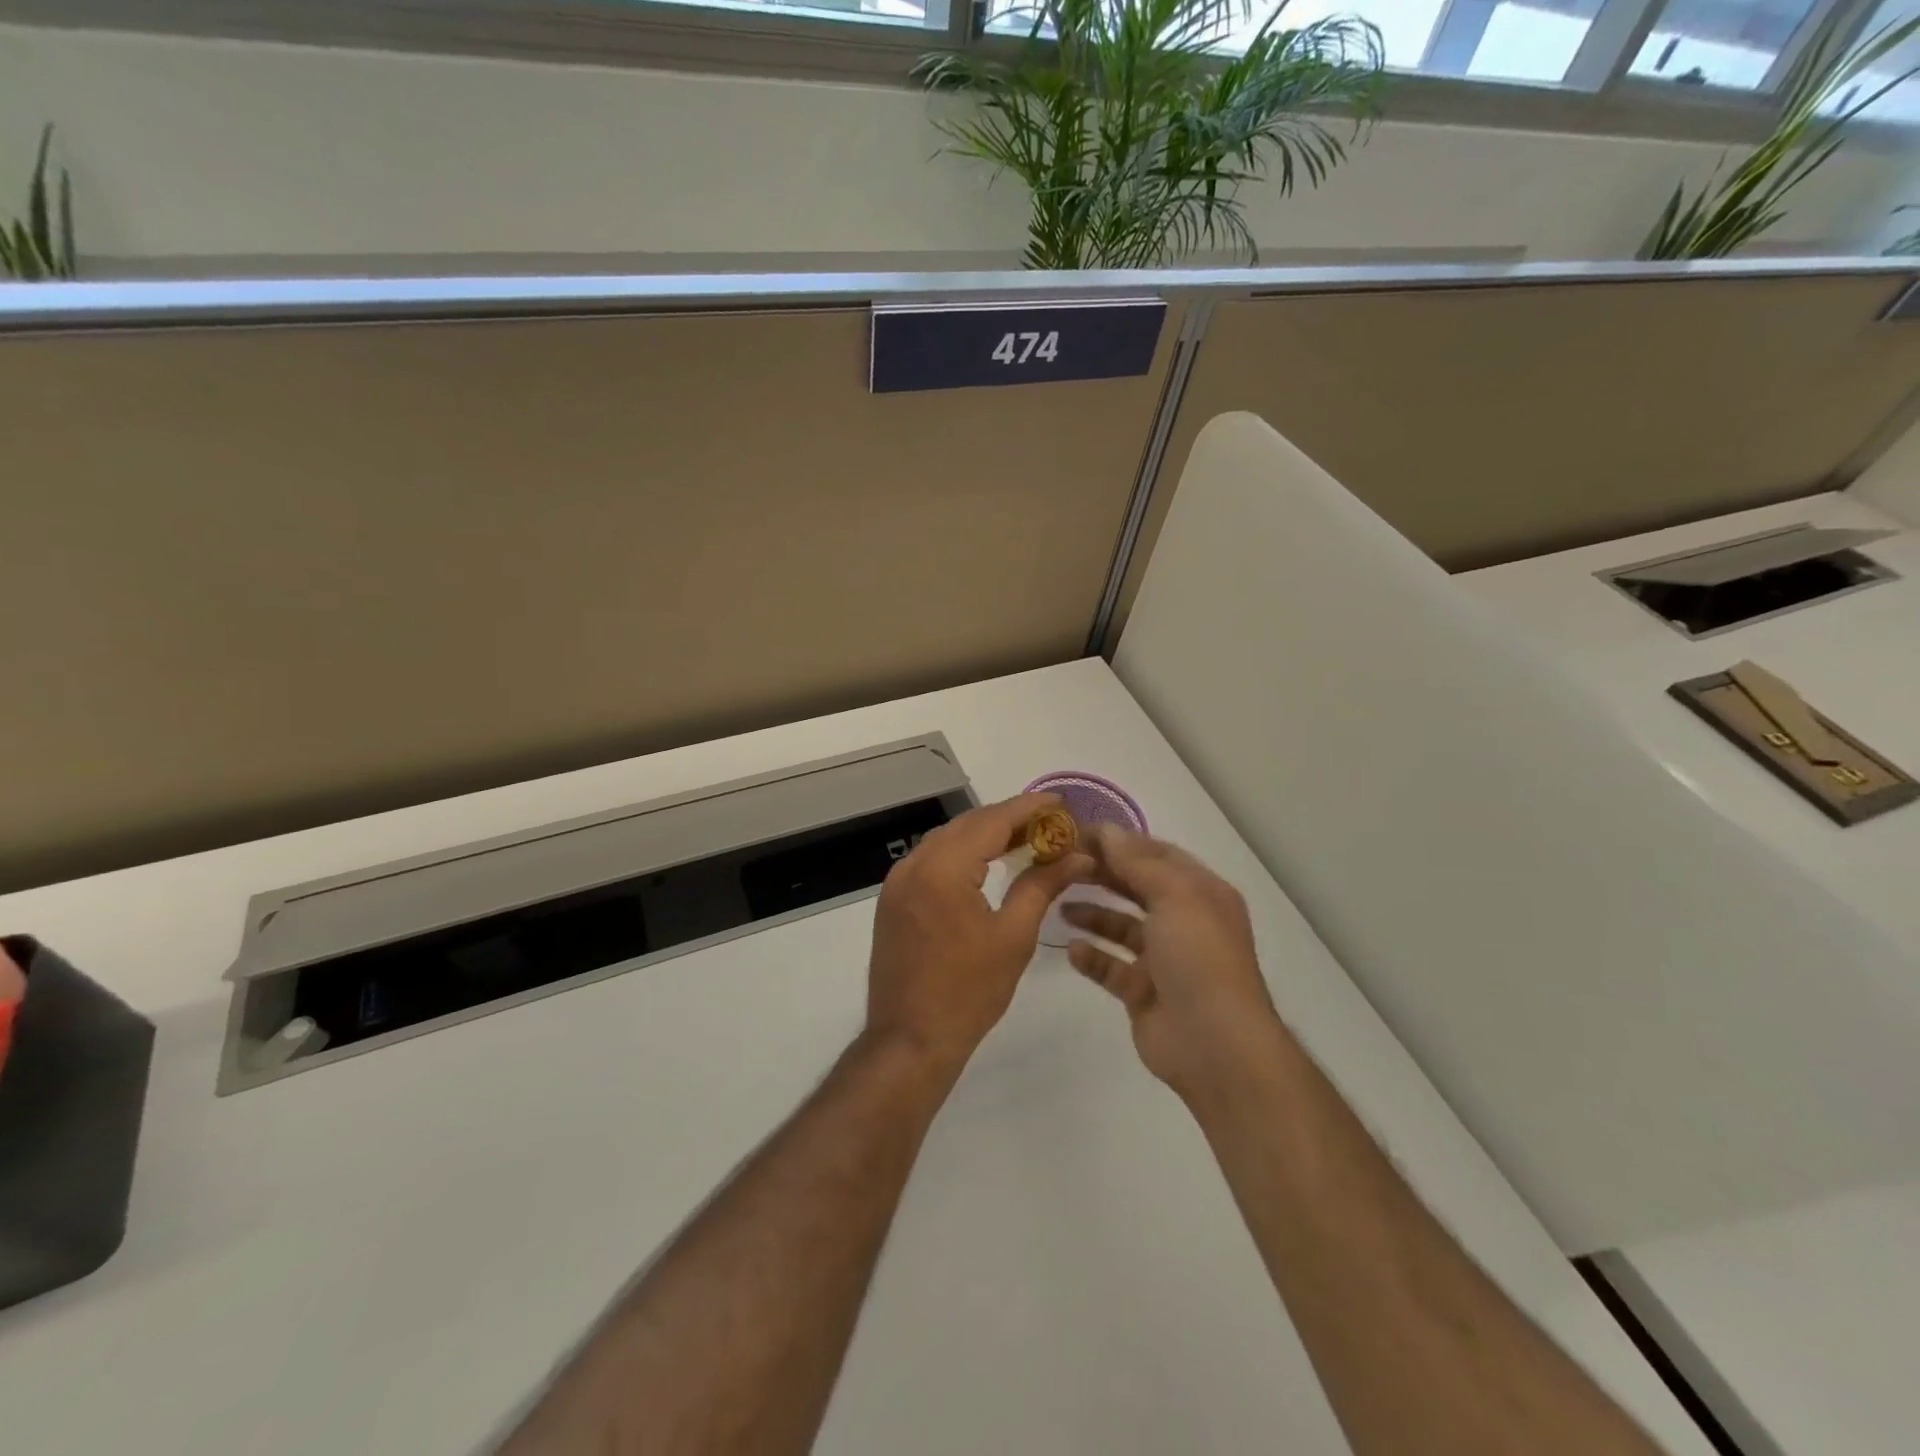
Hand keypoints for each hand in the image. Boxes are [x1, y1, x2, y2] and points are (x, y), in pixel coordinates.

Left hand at [865, 793, 1092, 1077]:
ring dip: (984, 835)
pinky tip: (986, 863)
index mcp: (943, 869)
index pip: (991, 822)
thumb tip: (1077, 856)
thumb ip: (1042, 886)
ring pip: (947, 840)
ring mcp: (897, 882)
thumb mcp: (1013, 937)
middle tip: (1049, 823)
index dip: (1028, 808)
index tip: (1060, 802)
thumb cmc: (968, 993)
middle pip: (967, 825)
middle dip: (1009, 819)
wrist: (909, 1040)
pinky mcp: (893, 899)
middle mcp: (914, 864)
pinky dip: (961, 854)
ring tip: (1025, 839)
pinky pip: (931, 860)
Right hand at [1064, 826, 1287, 1107]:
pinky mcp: (1143, 992)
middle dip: (1102, 873)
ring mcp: (1163, 959)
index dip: (1120, 841)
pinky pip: (1111, 967)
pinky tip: (1071, 948)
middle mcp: (1183, 921)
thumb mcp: (1174, 895)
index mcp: (1200, 893)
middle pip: (1136, 887)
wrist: (1215, 1044)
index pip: (1156, 854)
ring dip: (1092, 914)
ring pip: (1121, 927)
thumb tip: (1108, 830)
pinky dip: (1092, 957)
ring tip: (1059, 904)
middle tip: (1060, 864)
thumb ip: (1137, 862)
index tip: (1077, 834)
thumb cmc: (1199, 957)